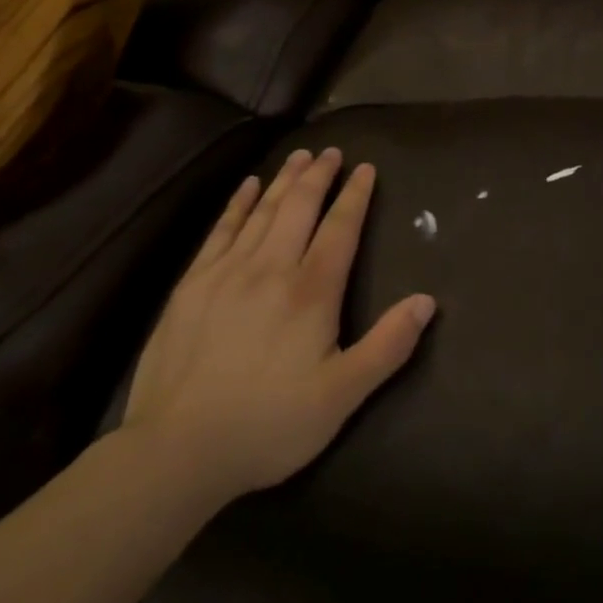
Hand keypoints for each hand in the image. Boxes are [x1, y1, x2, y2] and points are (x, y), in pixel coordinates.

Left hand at [120, 148, 435, 510]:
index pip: (340, 227)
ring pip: (263, 210)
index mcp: (312, 291)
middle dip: (319, 175)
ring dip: (284, 179)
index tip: (366, 168)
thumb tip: (427, 301)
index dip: (355, 195)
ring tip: (300, 156)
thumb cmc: (268, 424)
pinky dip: (238, 203)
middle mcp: (272, 267)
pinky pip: (221, 229)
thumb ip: (387, 346)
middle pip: (300, 207)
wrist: (175, 452)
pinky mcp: (192, 284)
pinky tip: (247, 186)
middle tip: (331, 151)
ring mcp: (227, 272)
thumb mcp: (341, 396)